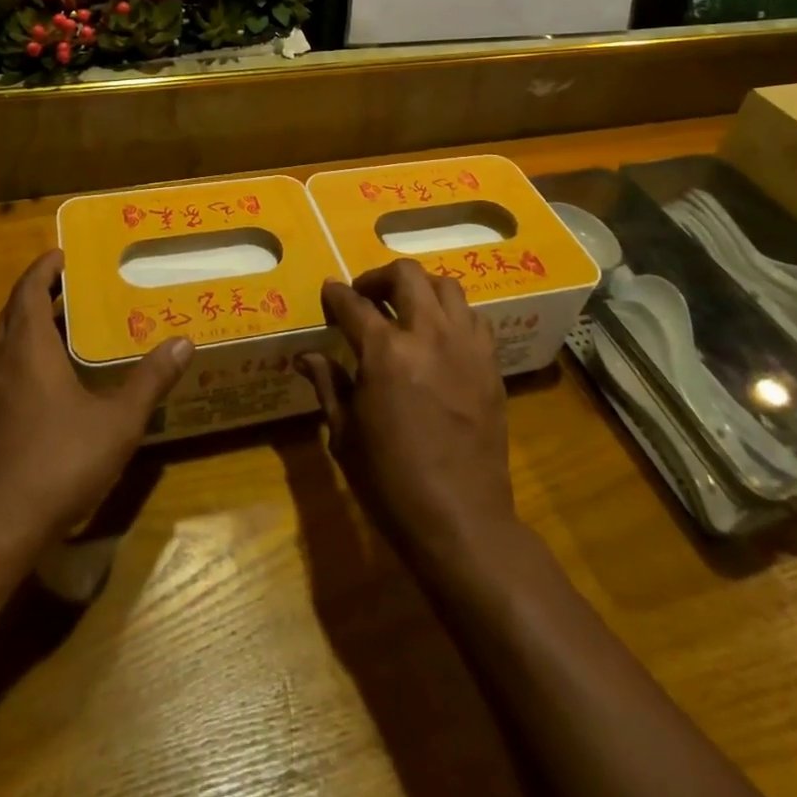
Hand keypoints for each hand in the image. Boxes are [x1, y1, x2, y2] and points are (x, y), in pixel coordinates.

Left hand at [0, 250, 192, 548]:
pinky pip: (3, 372)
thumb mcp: (116, 421)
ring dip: (33, 329)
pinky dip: (26, 360)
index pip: (29, 289)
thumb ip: (150, 380)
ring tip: (72, 329)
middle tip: (79, 288)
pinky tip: (54, 384)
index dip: (45, 268)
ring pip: (7, 344)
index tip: (64, 254)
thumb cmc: (56, 461)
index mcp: (26, 346)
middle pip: (15, 312)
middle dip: (42, 295)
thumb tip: (183, 343)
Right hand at [296, 260, 516, 565]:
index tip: (329, 292)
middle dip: (378, 277)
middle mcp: (428, 335)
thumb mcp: (344, 435)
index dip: (335, 294)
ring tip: (406, 308)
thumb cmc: (391, 482)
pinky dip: (452, 314)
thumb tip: (306, 356)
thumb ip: (328, 384)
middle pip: (405, 276)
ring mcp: (466, 346)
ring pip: (446, 286)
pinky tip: (440, 336)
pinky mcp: (490, 364)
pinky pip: (474, 317)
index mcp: (385, 352)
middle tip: (366, 296)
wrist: (461, 520)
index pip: (353, 304)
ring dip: (420, 289)